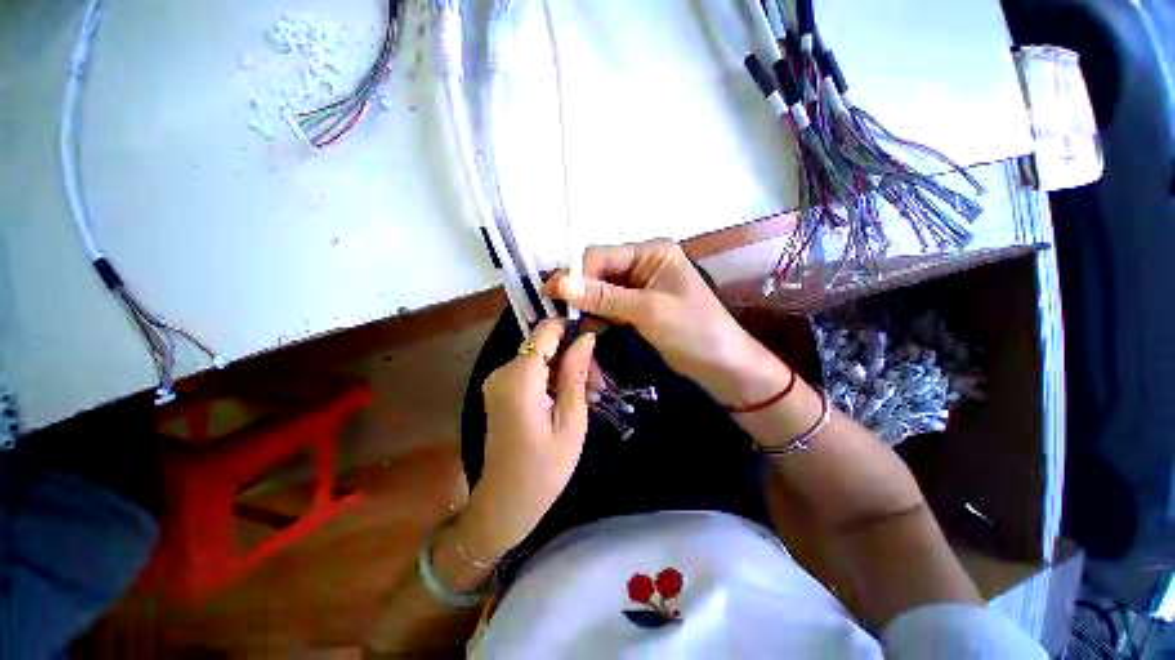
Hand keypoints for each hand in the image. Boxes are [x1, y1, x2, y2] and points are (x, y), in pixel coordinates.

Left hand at [457, 319, 595, 558]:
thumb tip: (586, 337)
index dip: (572, 326)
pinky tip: (572, 397)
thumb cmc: (545, 468)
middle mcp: (503, 371)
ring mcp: (498, 381)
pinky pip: (532, 372)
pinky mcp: (501, 390)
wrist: (507, 503)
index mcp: (519, 377)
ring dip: (566, 368)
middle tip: (599, 382)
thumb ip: (575, 373)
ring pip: (540, 357)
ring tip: (590, 393)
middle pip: (544, 345)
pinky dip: (553, 378)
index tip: (597, 335)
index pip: (545, 330)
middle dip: (574, 355)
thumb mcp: (571, 419)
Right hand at [545, 239, 788, 407]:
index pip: (602, 255)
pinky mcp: (638, 306)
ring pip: (601, 290)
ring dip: (588, 306)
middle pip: (600, 271)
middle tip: (560, 315)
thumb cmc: (693, 331)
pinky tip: (591, 328)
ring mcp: (640, 286)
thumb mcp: (648, 311)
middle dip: (581, 292)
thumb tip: (559, 282)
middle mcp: (644, 263)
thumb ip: (603, 296)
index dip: (577, 274)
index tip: (554, 297)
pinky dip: (599, 316)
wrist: (721, 365)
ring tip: (574, 325)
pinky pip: (610, 305)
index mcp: (652, 252)